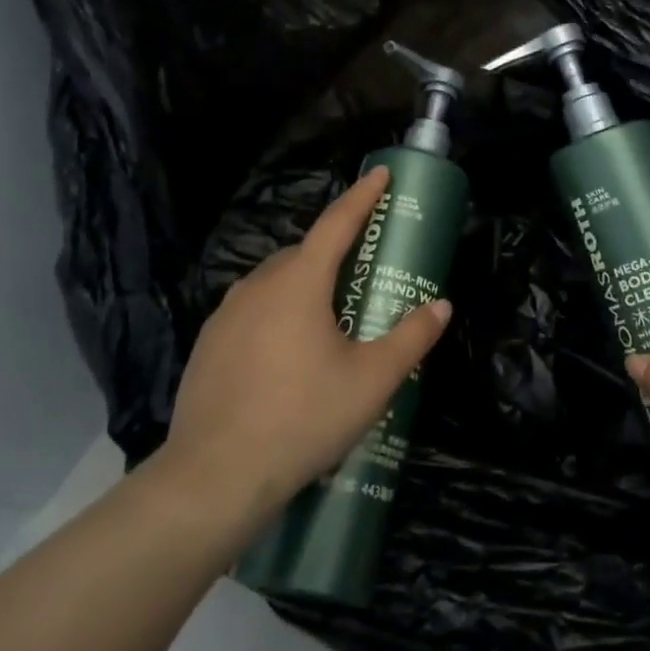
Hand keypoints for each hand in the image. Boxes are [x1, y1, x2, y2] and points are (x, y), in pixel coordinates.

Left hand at [159, 166, 451, 527]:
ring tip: (330, 318)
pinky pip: (252, 311)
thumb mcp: (373, 380)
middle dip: (336, 252)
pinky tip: (289, 354)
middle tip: (364, 271)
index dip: (363, 196)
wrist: (215, 477)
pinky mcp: (208, 345)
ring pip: (275, 282)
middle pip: (304, 253)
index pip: (337, 224)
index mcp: (299, 283)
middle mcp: (258, 287)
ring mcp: (226, 315)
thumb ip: (412, 337)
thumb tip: (441, 306)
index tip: (381, 173)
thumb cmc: (303, 417)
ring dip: (305, 284)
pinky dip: (278, 313)